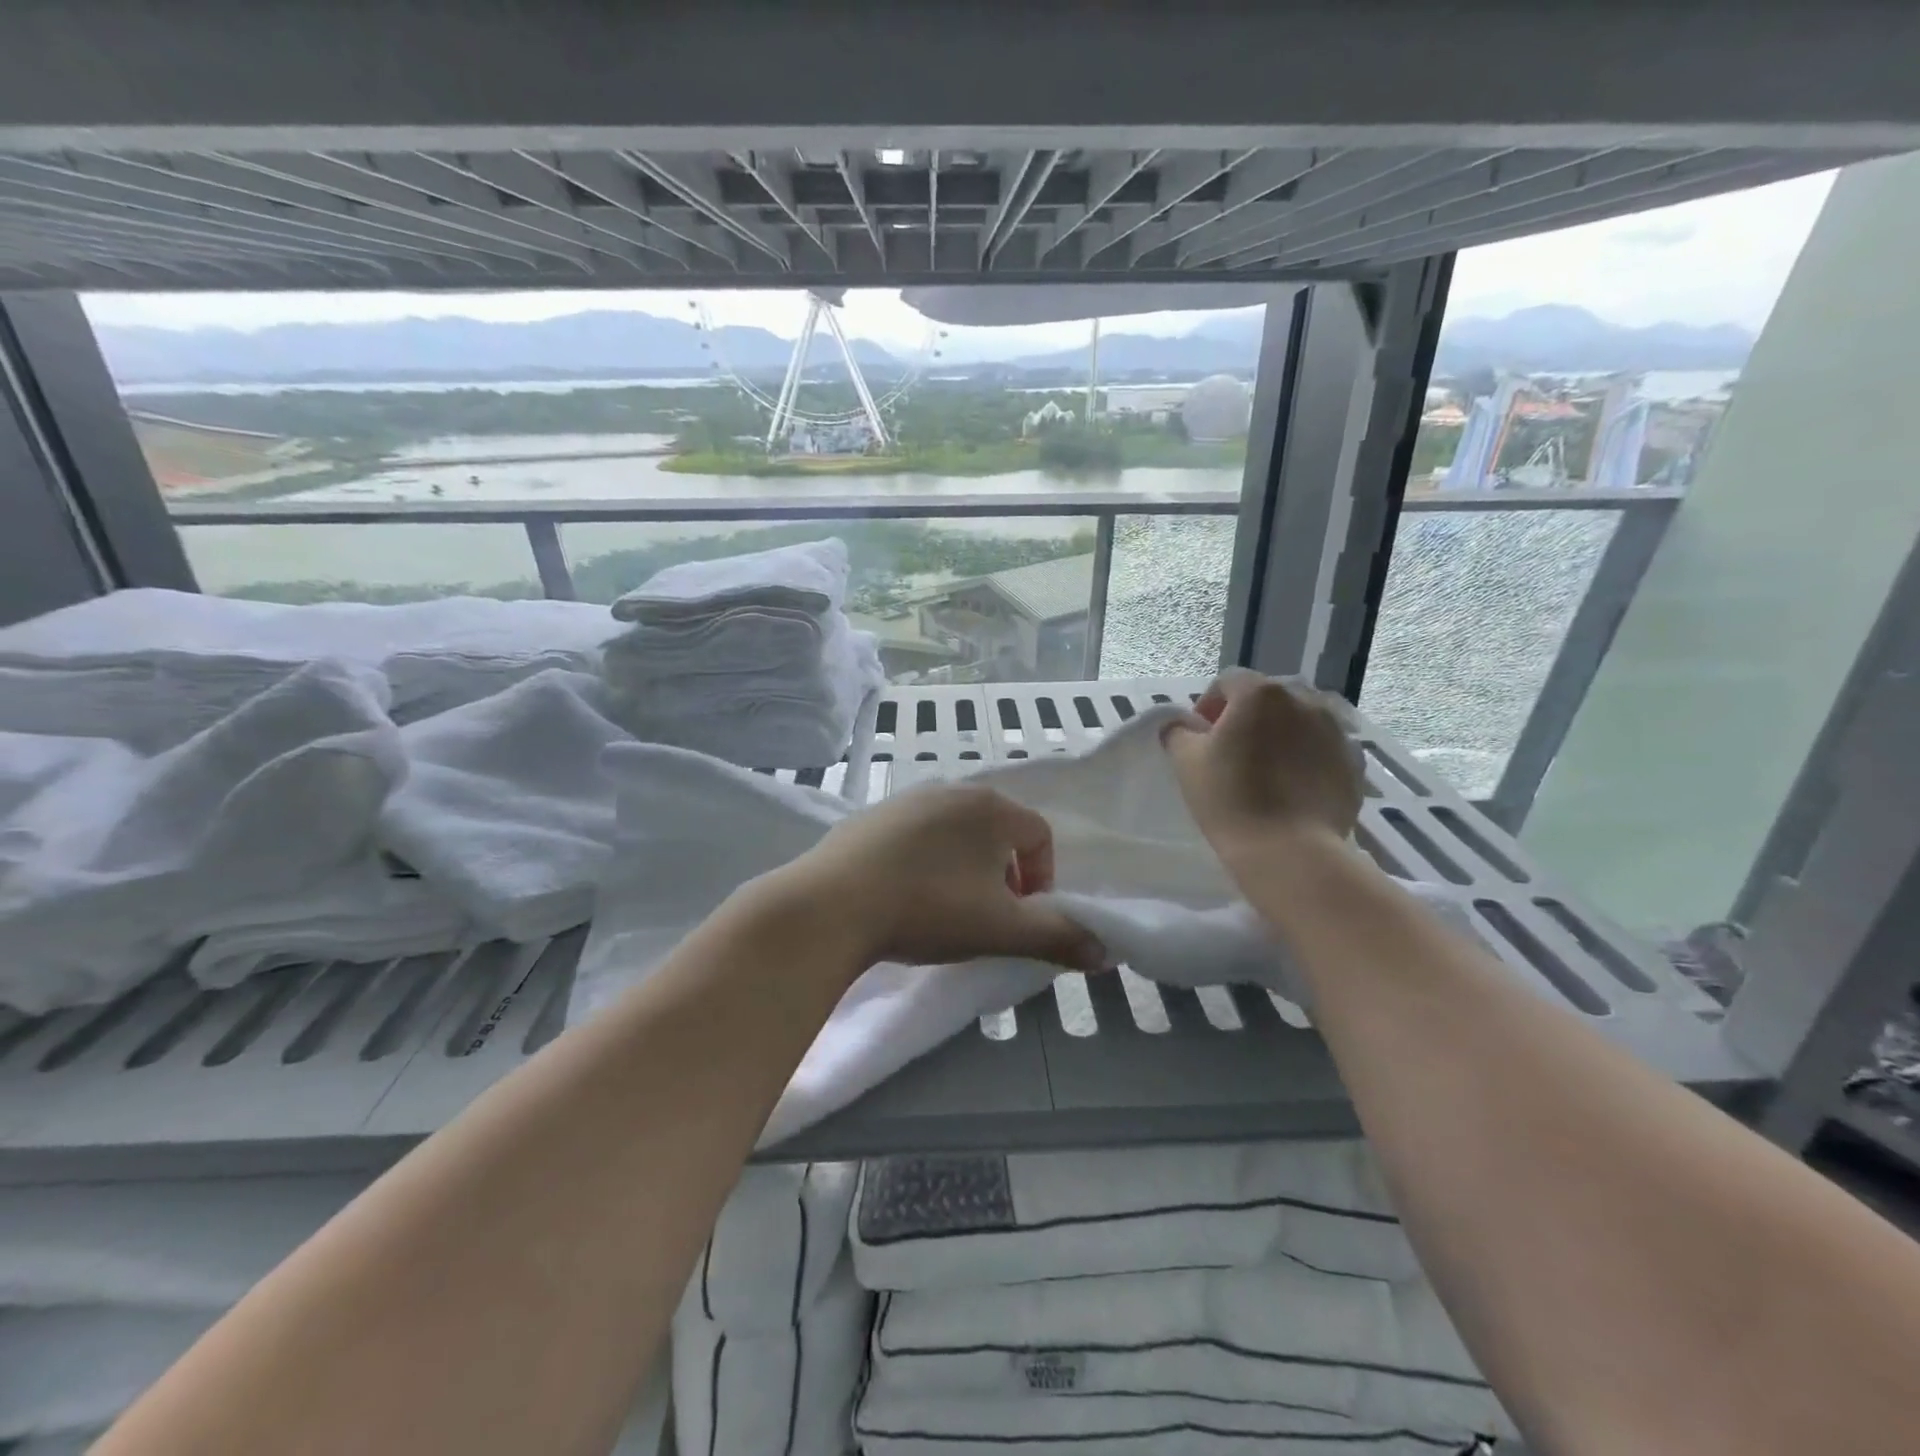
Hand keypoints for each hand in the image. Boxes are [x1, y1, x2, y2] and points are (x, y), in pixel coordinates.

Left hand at [784, 783, 1107, 970]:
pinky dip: (923, 860)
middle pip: (997, 829)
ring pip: (954, 831)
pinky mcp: (869, 815)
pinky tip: (903, 894)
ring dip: (963, 866)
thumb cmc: (930, 909)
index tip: (1022, 914)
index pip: (1039, 834)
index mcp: (991, 807)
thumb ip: (1058, 937)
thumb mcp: (1002, 930)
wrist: (833, 904)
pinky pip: (914, 834)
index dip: (1042, 877)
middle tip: (987, 913)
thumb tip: (1105, 951)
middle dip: (1003, 872)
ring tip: (945, 906)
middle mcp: (951, 790)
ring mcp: (905, 799)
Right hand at [1162, 669, 1363, 852]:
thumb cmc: (1230, 799)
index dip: (1209, 705)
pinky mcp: (1354, 762)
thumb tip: (1181, 725)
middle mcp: (1304, 701)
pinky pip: (1322, 749)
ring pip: (1299, 721)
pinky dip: (1307, 758)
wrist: (1290, 851)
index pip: (1227, 682)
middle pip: (1267, 699)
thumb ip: (1178, 732)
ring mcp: (1335, 731)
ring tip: (1266, 770)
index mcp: (1260, 694)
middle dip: (1247, 718)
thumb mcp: (1186, 762)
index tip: (1200, 737)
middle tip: (1231, 752)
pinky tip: (1292, 788)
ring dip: (1280, 735)